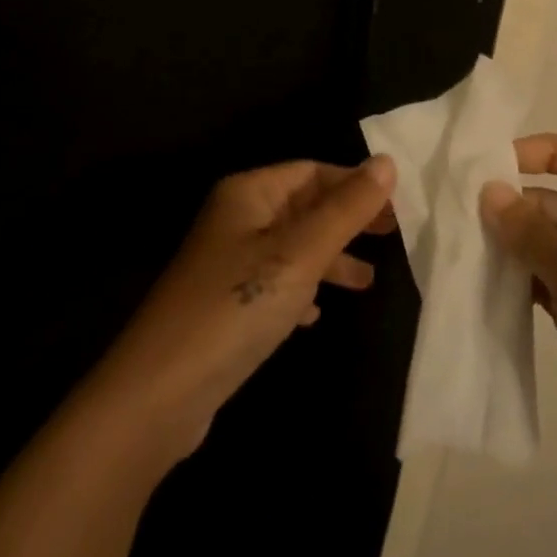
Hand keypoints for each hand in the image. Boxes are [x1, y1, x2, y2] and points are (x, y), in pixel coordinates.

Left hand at [92, 155, 397, 463]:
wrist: (159, 393)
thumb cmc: (236, 307)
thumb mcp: (300, 253)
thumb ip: (346, 210)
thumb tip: (388, 163)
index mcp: (248, 193)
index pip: (311, 171)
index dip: (354, 184)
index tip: (398, 208)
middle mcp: (236, 219)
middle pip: (303, 207)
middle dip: (346, 221)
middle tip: (393, 238)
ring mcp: (228, 264)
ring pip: (292, 247)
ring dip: (330, 259)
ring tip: (369, 282)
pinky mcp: (226, 305)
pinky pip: (275, 284)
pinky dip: (301, 291)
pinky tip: (316, 315)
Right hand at [480, 135, 556, 510]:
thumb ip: (531, 231)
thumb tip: (487, 189)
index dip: (547, 150)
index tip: (499, 162)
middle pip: (555, 199)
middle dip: (513, 202)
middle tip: (461, 209)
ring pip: (541, 241)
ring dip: (506, 240)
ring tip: (459, 240)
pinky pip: (536, 278)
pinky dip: (510, 275)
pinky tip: (476, 277)